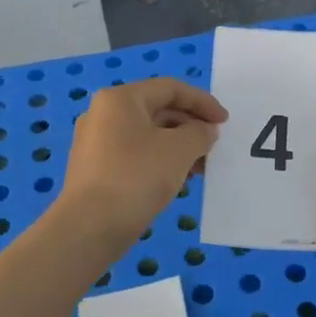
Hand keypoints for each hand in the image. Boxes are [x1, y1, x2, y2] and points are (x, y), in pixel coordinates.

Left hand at [60, 78, 225, 246]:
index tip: (225, 122)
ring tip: (201, 168)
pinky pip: (136, 154)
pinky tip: (178, 180)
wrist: (90, 228)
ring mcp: (96, 142)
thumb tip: (204, 131)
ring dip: (179, 146)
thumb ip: (200, 133)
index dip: (202, 102)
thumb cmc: (137, 177)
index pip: (170, 88)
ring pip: (148, 135)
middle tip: (214, 146)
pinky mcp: (96, 169)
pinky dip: (161, 160)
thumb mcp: (179, 150)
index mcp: (120, 99)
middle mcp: (104, 114)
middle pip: (158, 110)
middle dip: (191, 126)